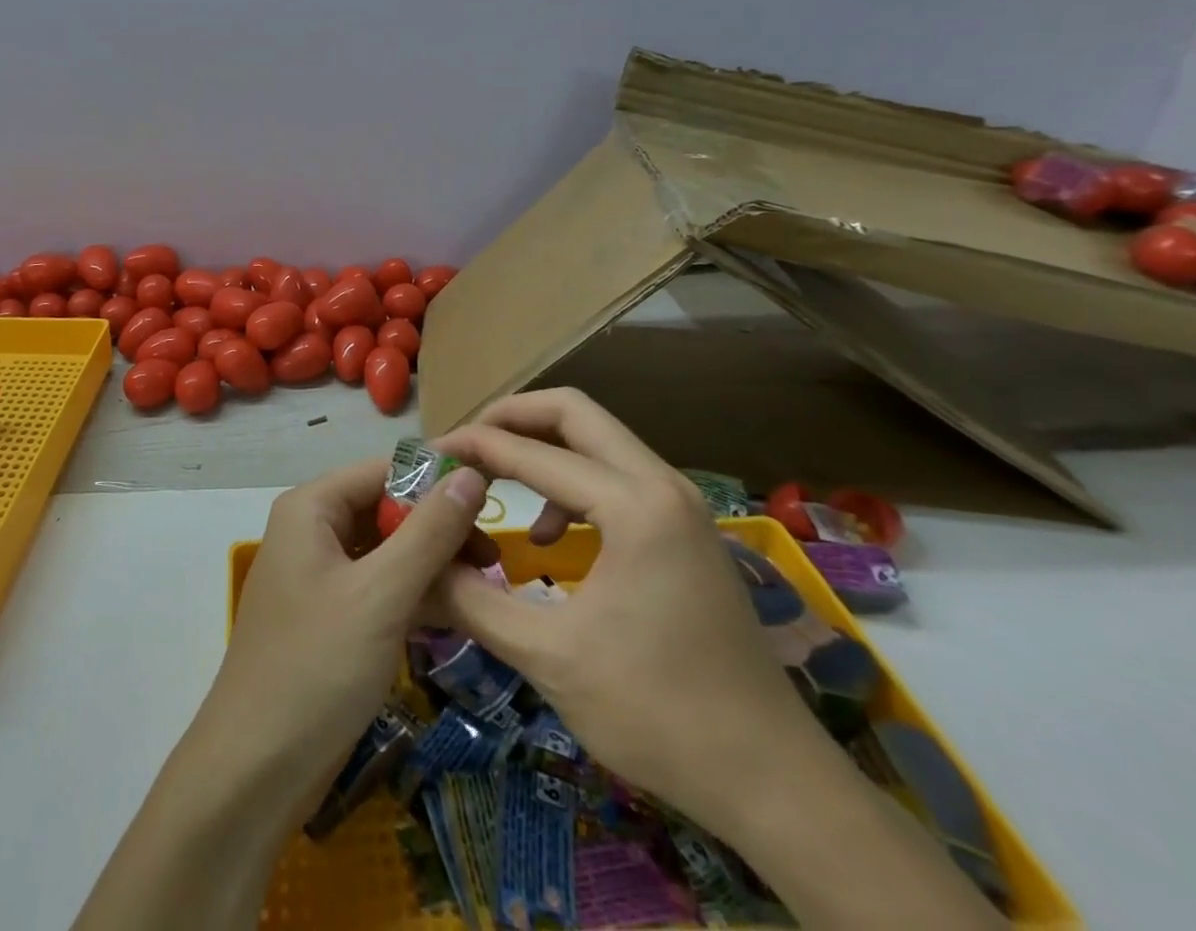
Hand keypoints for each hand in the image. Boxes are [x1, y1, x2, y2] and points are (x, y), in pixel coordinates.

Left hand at [205, 456, 489, 811]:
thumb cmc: (318, 665)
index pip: (382, 471)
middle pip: (384, 509)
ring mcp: (319, 576)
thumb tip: (470, 473)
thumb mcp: (382, 594)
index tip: (493, 504)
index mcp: (311, 508)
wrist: (257, 767)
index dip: (435, 481)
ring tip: (485, 588)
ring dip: (431, 565)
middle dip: (437, 529)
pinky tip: (455, 615)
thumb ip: (429, 532)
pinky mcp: (330, 617)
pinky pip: (378, 587)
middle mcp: (312, 531)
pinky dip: (413, 595)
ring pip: (385, 551)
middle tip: (494, 561)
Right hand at [428, 388, 820, 829]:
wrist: (776, 784)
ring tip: (496, 481)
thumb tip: (419, 564)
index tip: (428, 456)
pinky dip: (571, 482)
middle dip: (510, 418)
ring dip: (541, 447)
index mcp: (634, 506)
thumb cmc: (658, 714)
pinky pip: (617, 475)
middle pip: (574, 412)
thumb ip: (472, 600)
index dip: (472, 447)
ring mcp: (682, 506)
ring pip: (598, 439)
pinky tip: (549, 535)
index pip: (532, 451)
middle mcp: (663, 486)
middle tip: (463, 445)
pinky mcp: (687, 530)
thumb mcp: (548, 657)